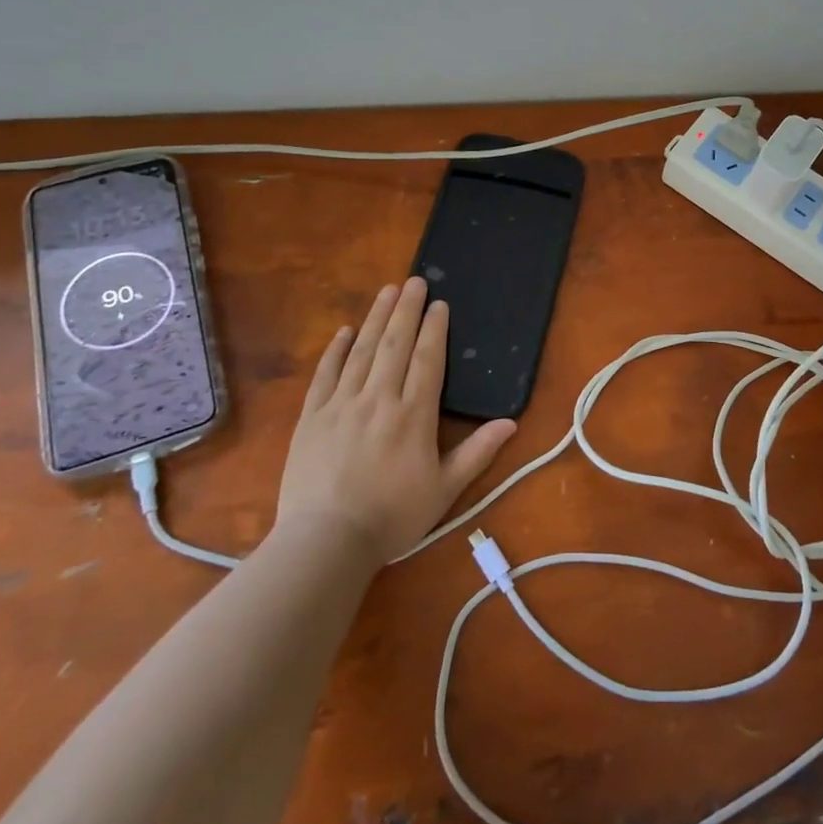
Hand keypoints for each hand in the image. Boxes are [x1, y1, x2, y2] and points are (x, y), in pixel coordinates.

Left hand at [278, 278, 516, 561]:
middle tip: (414, 280)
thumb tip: (511, 423)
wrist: (325, 542)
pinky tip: (345, 330)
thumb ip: (477, 453)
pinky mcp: (312, 417)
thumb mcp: (445, 491)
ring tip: (387, 291)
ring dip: (377, 318)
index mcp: (413, 415)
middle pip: (395, 345)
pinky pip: (326, 374)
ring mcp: (341, 405)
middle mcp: (379, 399)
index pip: (428, 360)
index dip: (435, 329)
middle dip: (406, 310)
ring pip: (363, 351)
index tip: (439, 304)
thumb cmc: (392, 517)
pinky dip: (336, 349)